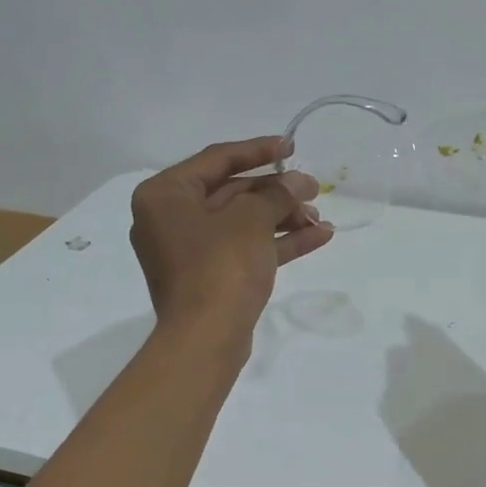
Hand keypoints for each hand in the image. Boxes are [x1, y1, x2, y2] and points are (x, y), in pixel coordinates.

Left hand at [130, 136, 333, 355]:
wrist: (206, 339)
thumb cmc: (220, 267)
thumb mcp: (251, 221)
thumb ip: (277, 194)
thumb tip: (299, 181)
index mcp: (165, 195)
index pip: (217, 159)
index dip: (258, 150)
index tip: (291, 147)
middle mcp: (170, 219)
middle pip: (231, 193)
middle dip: (276, 193)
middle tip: (314, 190)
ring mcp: (189, 252)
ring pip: (241, 224)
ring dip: (282, 219)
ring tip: (320, 219)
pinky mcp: (208, 278)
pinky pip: (244, 250)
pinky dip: (276, 243)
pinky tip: (317, 237)